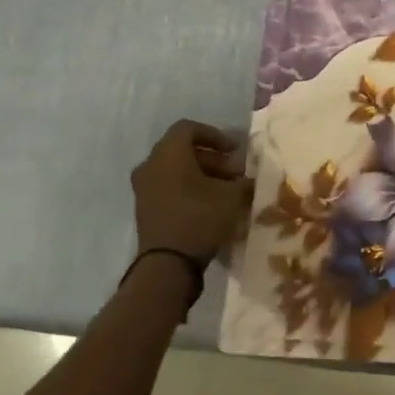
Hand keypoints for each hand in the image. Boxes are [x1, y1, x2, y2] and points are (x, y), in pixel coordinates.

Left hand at [130, 120, 252, 265]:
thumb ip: (243, 181)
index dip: (215, 135)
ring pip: (176, 169)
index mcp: (168, 154)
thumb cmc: (199, 219)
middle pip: (183, 150)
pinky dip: (189, 188)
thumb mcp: (232, 197)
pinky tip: (210, 204)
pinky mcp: (145, 208)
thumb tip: (250, 178)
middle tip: (236, 173)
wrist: (167, 265)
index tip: (235, 150)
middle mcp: (151, 165)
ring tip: (226, 190)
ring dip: (202, 174)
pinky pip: (169, 186)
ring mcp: (144, 188)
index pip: (188, 128)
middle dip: (213, 158)